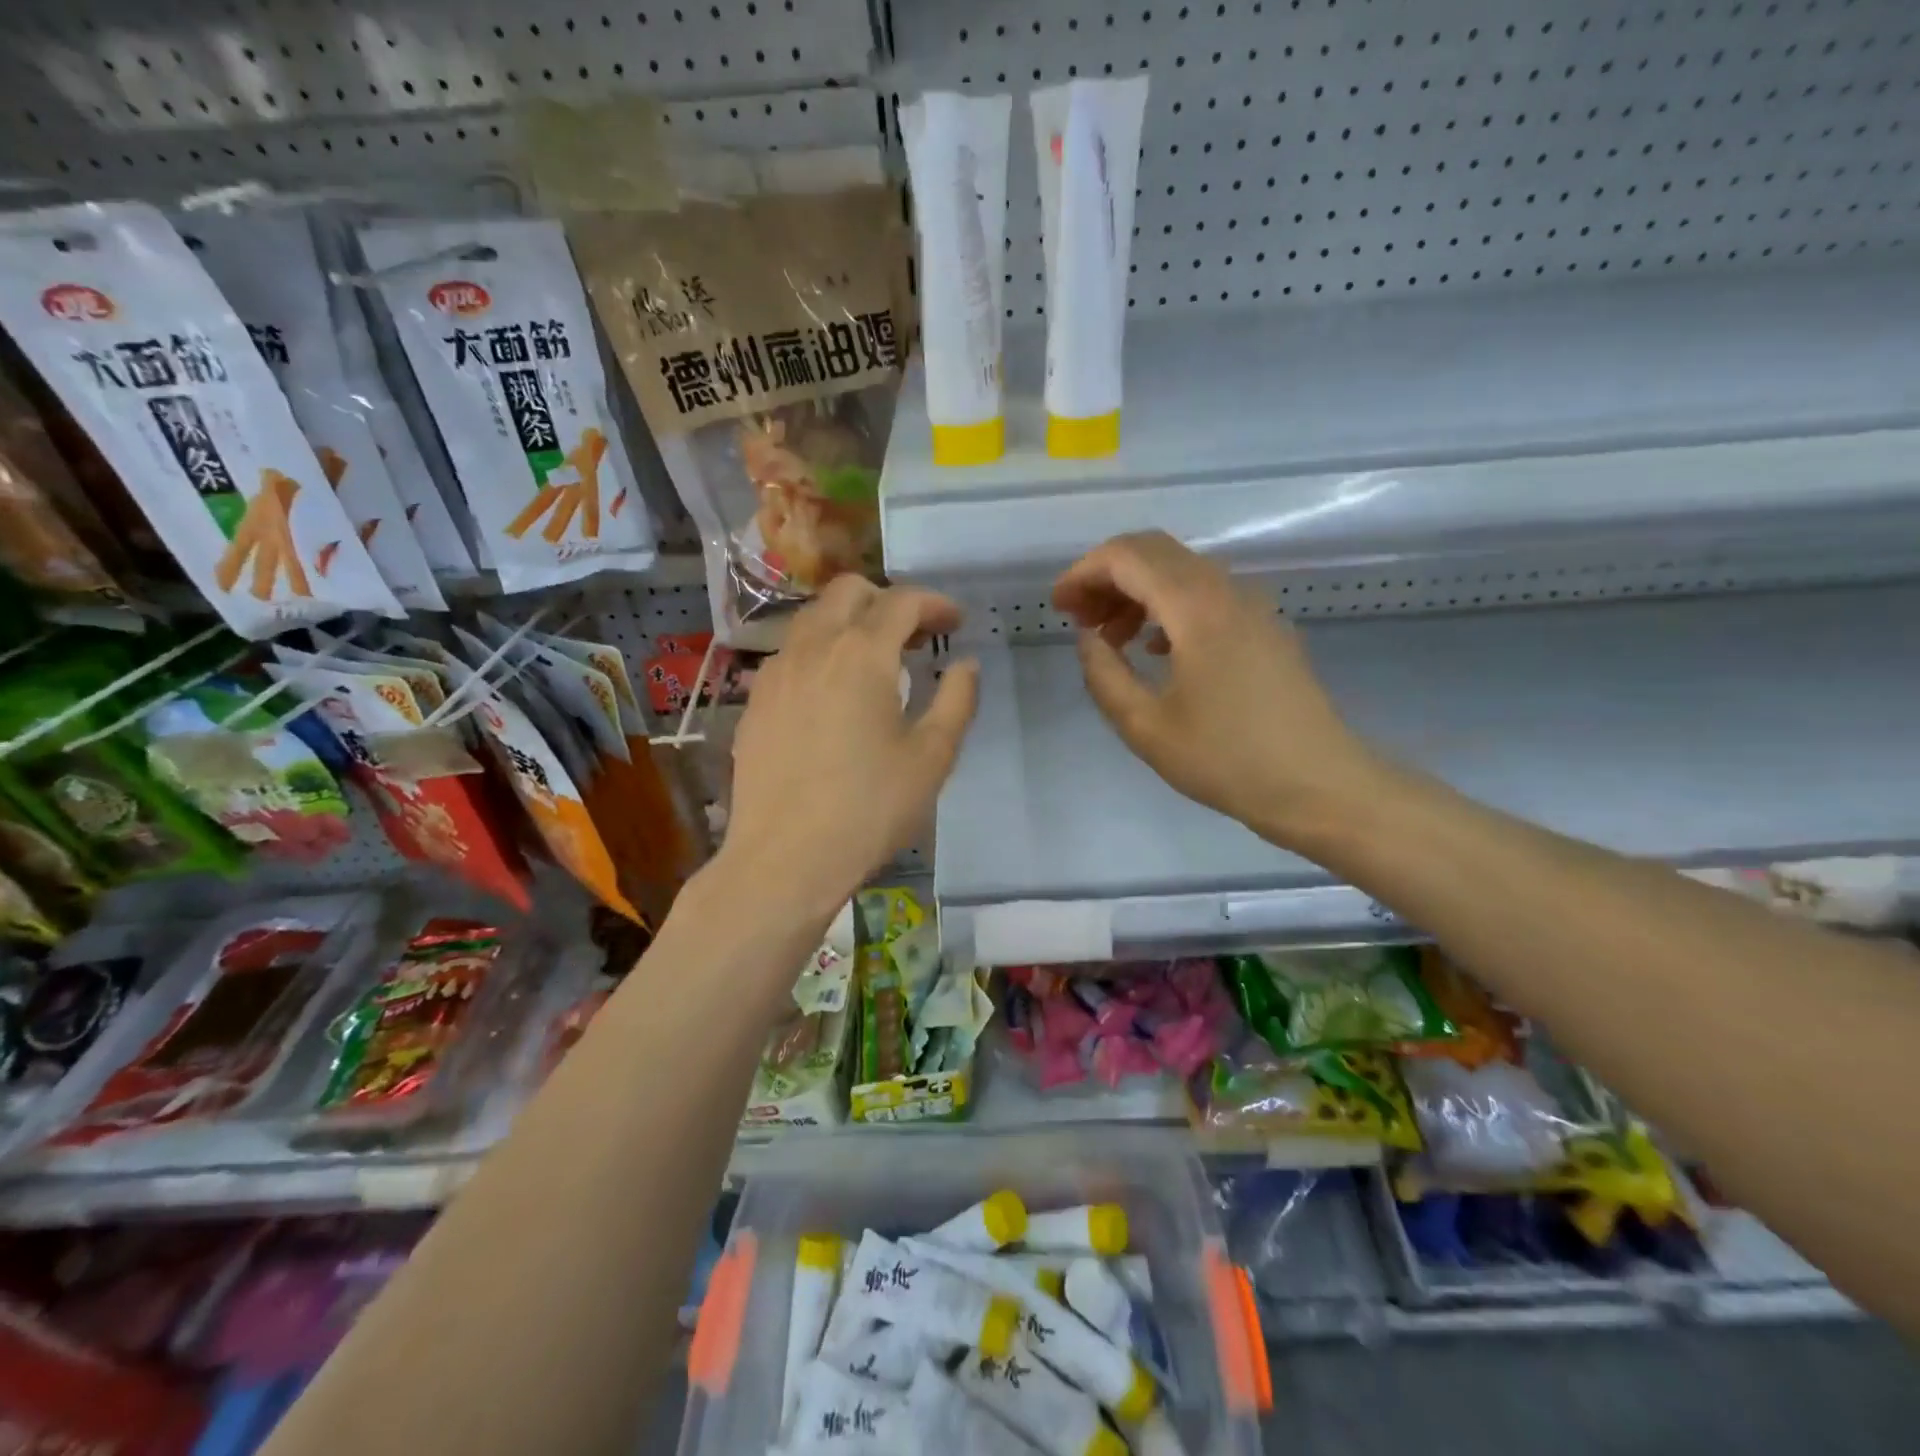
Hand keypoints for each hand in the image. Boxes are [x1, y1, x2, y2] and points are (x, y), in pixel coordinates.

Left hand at [716, 576, 979, 923]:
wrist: (785, 858)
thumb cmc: (869, 808)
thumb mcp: (932, 757)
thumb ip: (957, 700)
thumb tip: (965, 663)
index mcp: (862, 654)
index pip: (902, 601)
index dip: (935, 603)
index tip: (956, 623)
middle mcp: (812, 648)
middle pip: (848, 591)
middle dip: (887, 601)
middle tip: (915, 637)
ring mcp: (775, 673)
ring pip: (813, 618)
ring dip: (849, 623)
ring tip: (875, 663)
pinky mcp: (754, 702)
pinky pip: (790, 654)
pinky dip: (819, 653)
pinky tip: (832, 694)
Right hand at [1052, 531, 1378, 851]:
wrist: (1319, 784)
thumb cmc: (1226, 759)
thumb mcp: (1145, 726)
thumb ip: (1104, 674)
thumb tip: (1087, 638)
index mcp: (1195, 607)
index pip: (1127, 556)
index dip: (1083, 573)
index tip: (1058, 607)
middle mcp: (1226, 589)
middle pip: (1154, 551)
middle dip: (1106, 576)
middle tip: (1078, 618)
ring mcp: (1252, 604)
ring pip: (1180, 570)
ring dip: (1136, 591)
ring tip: (1110, 638)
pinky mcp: (1265, 625)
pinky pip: (1205, 593)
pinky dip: (1167, 605)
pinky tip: (1154, 648)